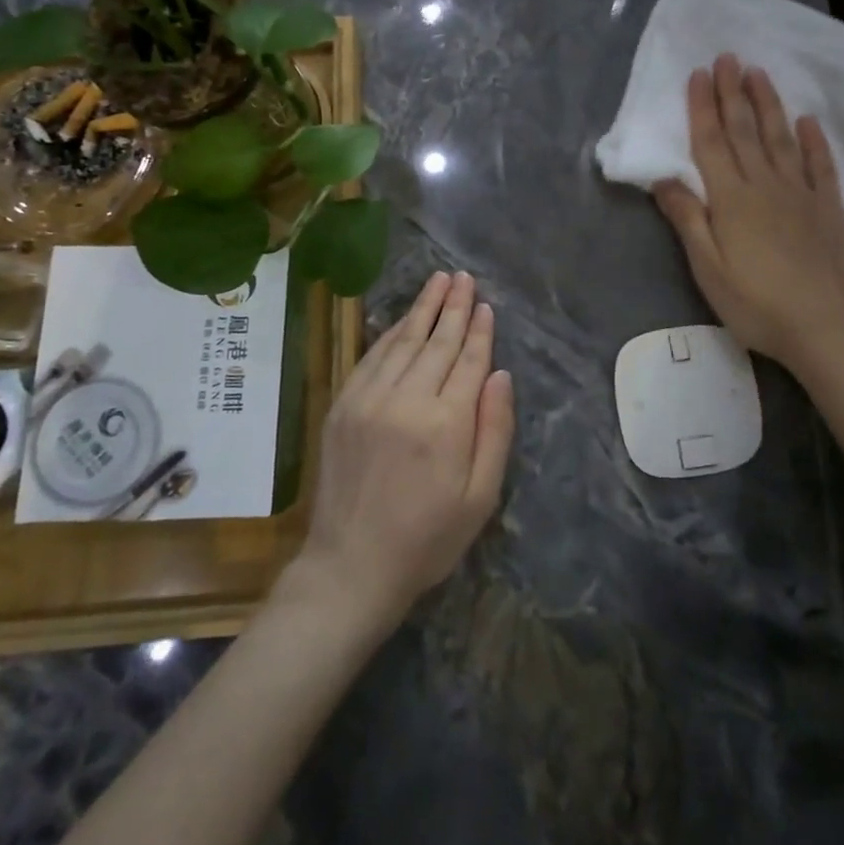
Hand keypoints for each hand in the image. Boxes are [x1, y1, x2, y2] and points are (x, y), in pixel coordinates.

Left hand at [286, 270, 514, 630]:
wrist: (350, 568)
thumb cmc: (427, 540)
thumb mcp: (480, 497)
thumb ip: (495, 431)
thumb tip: (500, 374)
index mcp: (446, 424)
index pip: (468, 361)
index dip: (479, 330)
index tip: (486, 304)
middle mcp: (406, 400)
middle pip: (437, 341)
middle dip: (453, 306)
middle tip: (463, 276)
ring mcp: (369, 399)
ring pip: (403, 341)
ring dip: (423, 308)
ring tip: (439, 281)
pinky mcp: (343, 405)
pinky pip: (372, 357)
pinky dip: (391, 333)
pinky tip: (404, 318)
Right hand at [654, 54, 843, 373]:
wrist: (825, 328)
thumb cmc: (756, 303)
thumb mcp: (708, 268)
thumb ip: (688, 219)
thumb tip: (664, 178)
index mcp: (732, 199)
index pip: (712, 142)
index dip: (703, 107)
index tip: (699, 74)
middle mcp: (766, 185)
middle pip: (745, 131)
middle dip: (733, 92)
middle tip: (728, 56)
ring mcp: (802, 194)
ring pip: (782, 138)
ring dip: (768, 104)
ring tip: (759, 73)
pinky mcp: (830, 208)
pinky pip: (821, 165)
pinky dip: (814, 140)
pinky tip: (808, 120)